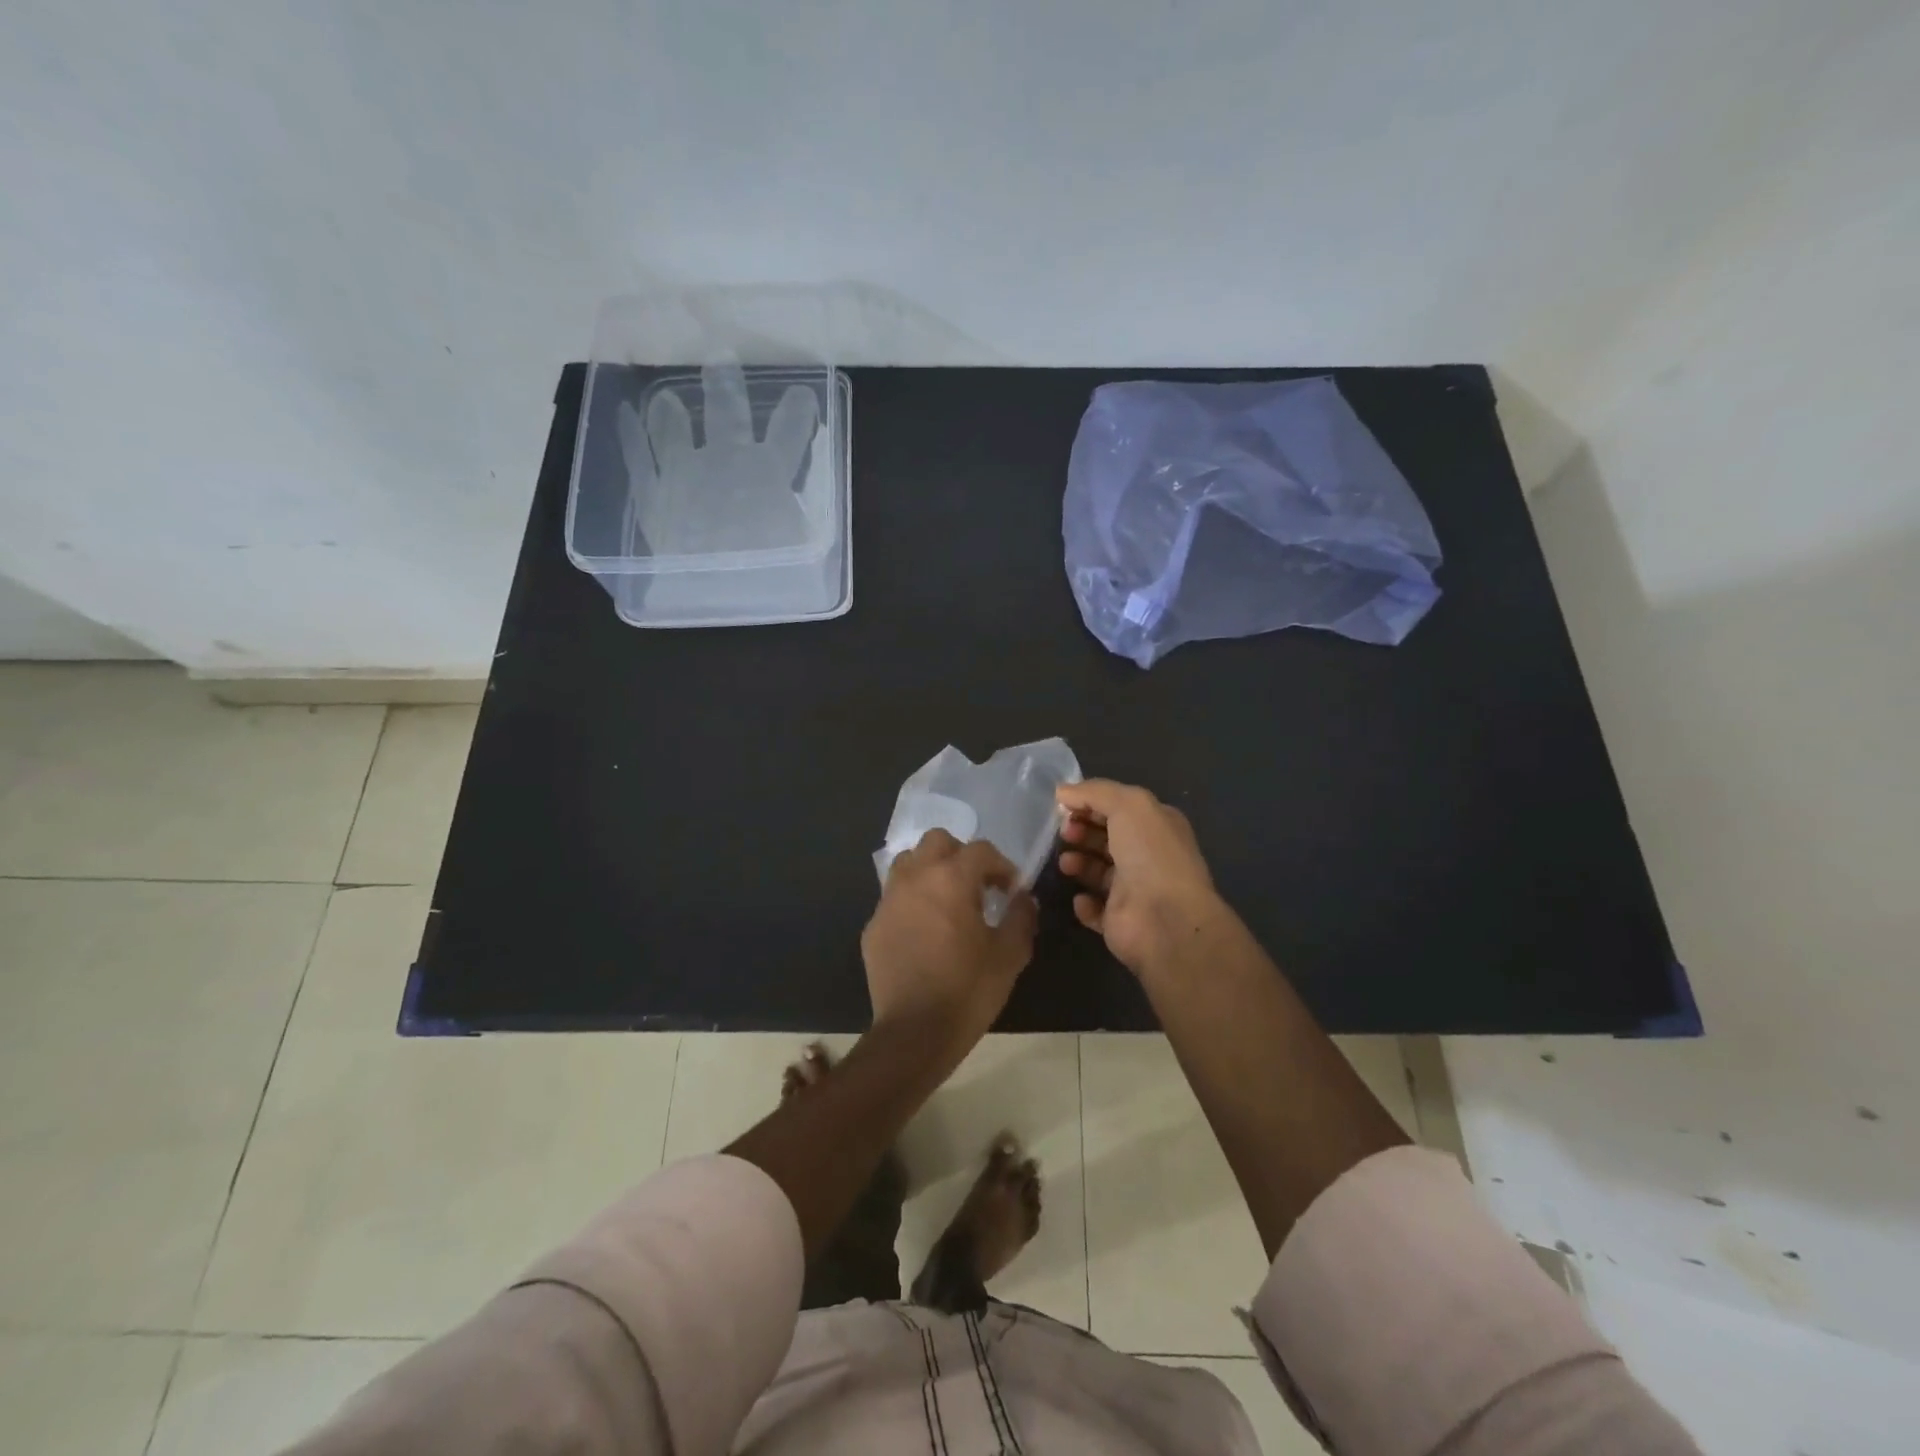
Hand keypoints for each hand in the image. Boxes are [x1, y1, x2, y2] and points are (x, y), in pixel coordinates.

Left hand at [861, 829, 1037, 1054]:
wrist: (914, 1033)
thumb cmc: (968, 990)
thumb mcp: (1010, 955)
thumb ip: (1021, 916)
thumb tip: (1024, 898)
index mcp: (951, 879)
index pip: (981, 850)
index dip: (1001, 866)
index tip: (1011, 890)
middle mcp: (916, 878)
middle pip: (938, 841)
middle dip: (961, 855)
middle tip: (978, 886)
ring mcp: (889, 900)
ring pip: (909, 862)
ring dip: (931, 871)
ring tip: (947, 900)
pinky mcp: (873, 925)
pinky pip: (894, 897)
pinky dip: (912, 900)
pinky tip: (924, 930)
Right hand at [1056, 779, 1224, 978]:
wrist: (1165, 918)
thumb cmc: (1150, 854)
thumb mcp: (1128, 805)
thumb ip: (1094, 792)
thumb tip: (1062, 791)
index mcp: (1156, 826)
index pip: (1119, 807)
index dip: (1090, 803)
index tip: (1063, 806)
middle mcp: (1147, 856)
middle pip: (1106, 838)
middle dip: (1082, 831)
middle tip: (1064, 833)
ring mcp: (1134, 890)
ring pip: (1098, 872)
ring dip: (1079, 863)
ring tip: (1066, 863)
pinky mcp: (1119, 920)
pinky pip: (1095, 909)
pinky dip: (1084, 903)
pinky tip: (1080, 897)